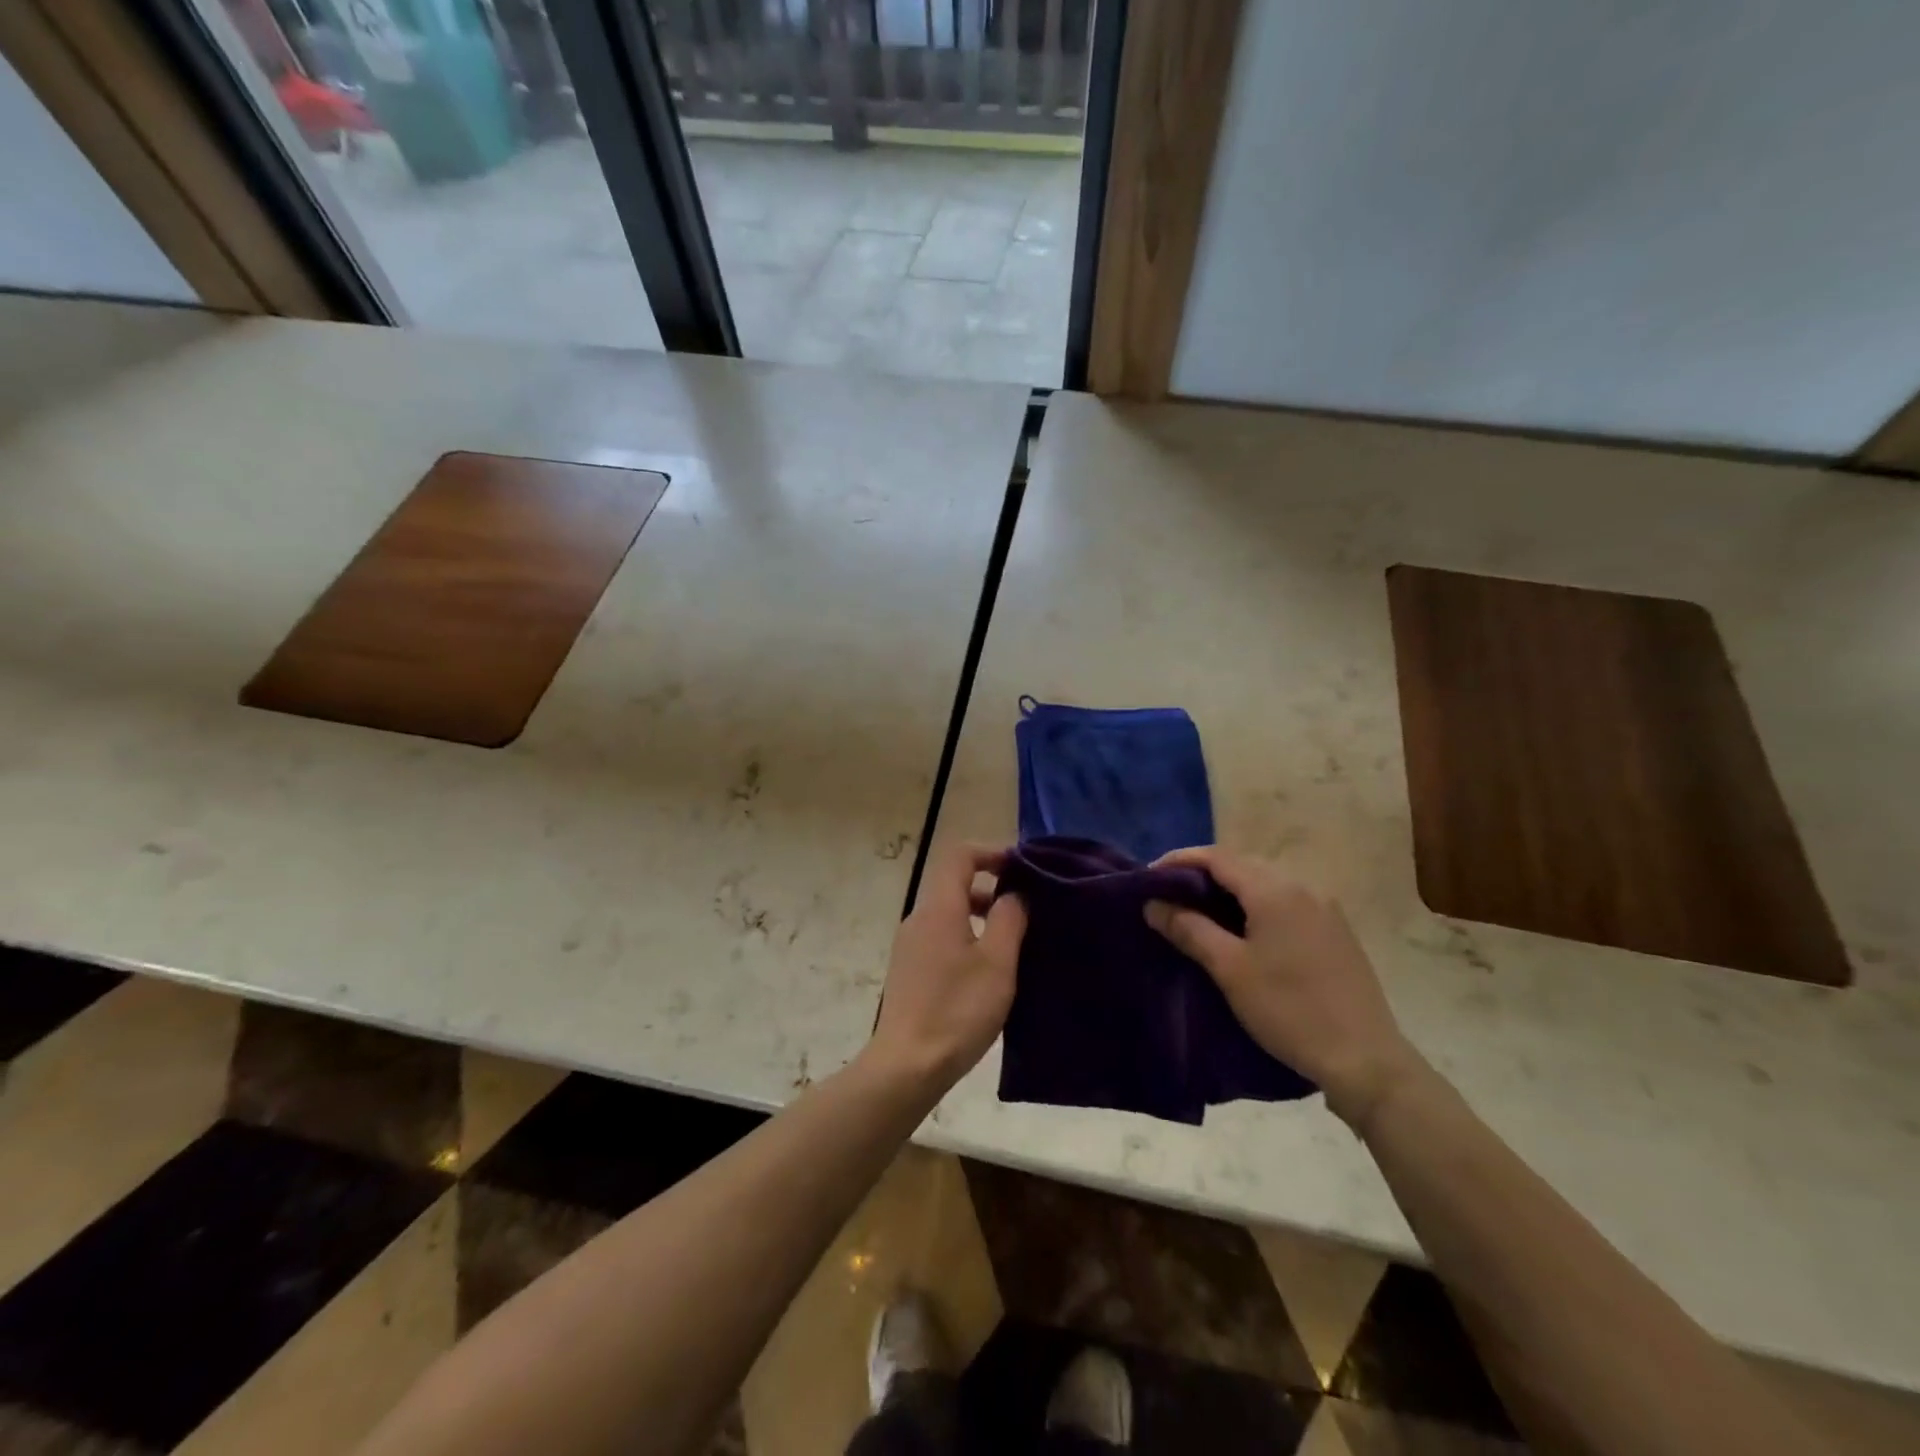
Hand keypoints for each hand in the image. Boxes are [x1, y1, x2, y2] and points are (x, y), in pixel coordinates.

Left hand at [867, 842, 1026, 1095]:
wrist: (906, 1066)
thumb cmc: (957, 1010)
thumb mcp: (997, 963)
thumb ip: (1009, 919)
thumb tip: (1014, 895)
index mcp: (939, 908)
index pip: (959, 855)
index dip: (991, 852)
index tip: (1021, 868)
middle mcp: (919, 918)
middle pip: (953, 883)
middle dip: (990, 887)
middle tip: (1026, 908)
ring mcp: (910, 945)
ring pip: (948, 913)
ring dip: (980, 915)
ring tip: (1012, 942)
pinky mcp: (909, 970)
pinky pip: (941, 937)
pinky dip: (966, 938)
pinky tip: (987, 971)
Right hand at [1145, 846, 1419, 1128]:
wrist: (1364, 1058)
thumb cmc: (1288, 1010)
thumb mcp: (1229, 969)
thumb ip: (1189, 929)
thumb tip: (1153, 904)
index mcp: (1275, 891)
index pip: (1218, 857)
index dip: (1180, 860)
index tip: (1149, 875)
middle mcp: (1303, 887)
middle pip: (1243, 864)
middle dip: (1203, 873)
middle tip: (1170, 893)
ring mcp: (1325, 908)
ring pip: (1266, 882)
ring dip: (1230, 888)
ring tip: (1200, 910)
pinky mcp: (1335, 930)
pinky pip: (1286, 900)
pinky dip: (1256, 903)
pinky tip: (1243, 928)